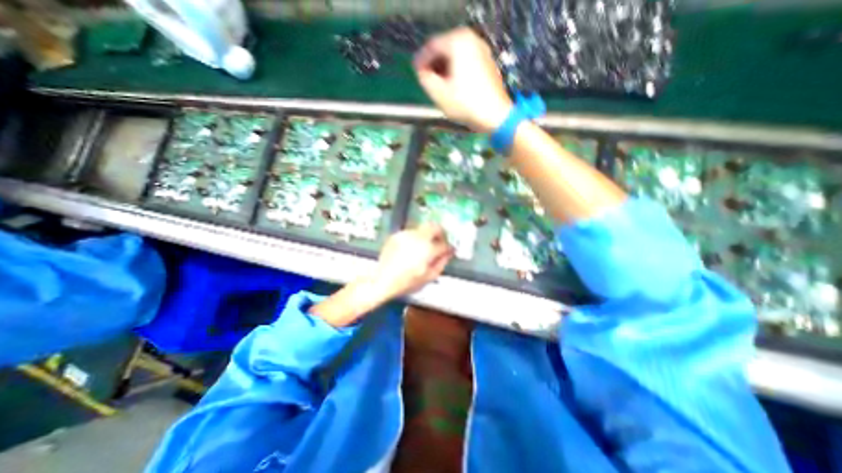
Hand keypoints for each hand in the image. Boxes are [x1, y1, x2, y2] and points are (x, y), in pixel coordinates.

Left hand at [308, 224, 452, 327]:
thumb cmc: (405, 282)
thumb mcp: (428, 277)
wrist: (382, 279)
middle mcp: (417, 238)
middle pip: (435, 226)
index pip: (444, 244)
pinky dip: (415, 238)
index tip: (449, 250)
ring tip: (424, 248)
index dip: (449, 247)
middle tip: (441, 240)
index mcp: (427, 249)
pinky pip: (410, 233)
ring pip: (422, 229)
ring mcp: (406, 235)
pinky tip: (411, 249)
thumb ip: (442, 263)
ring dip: (427, 236)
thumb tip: (448, 254)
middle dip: (441, 232)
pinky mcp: (396, 235)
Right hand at [414, 26, 512, 133]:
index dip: (421, 61)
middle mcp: (471, 39)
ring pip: (455, 55)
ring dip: (444, 67)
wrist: (494, 115)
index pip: (432, 46)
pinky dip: (456, 69)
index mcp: (457, 42)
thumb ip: (425, 78)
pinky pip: (465, 60)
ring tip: (437, 83)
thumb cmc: (465, 104)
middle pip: (444, 48)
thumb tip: (422, 72)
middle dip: (433, 64)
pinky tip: (452, 84)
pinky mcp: (487, 61)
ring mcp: (482, 49)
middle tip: (426, 79)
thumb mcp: (438, 93)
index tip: (416, 73)